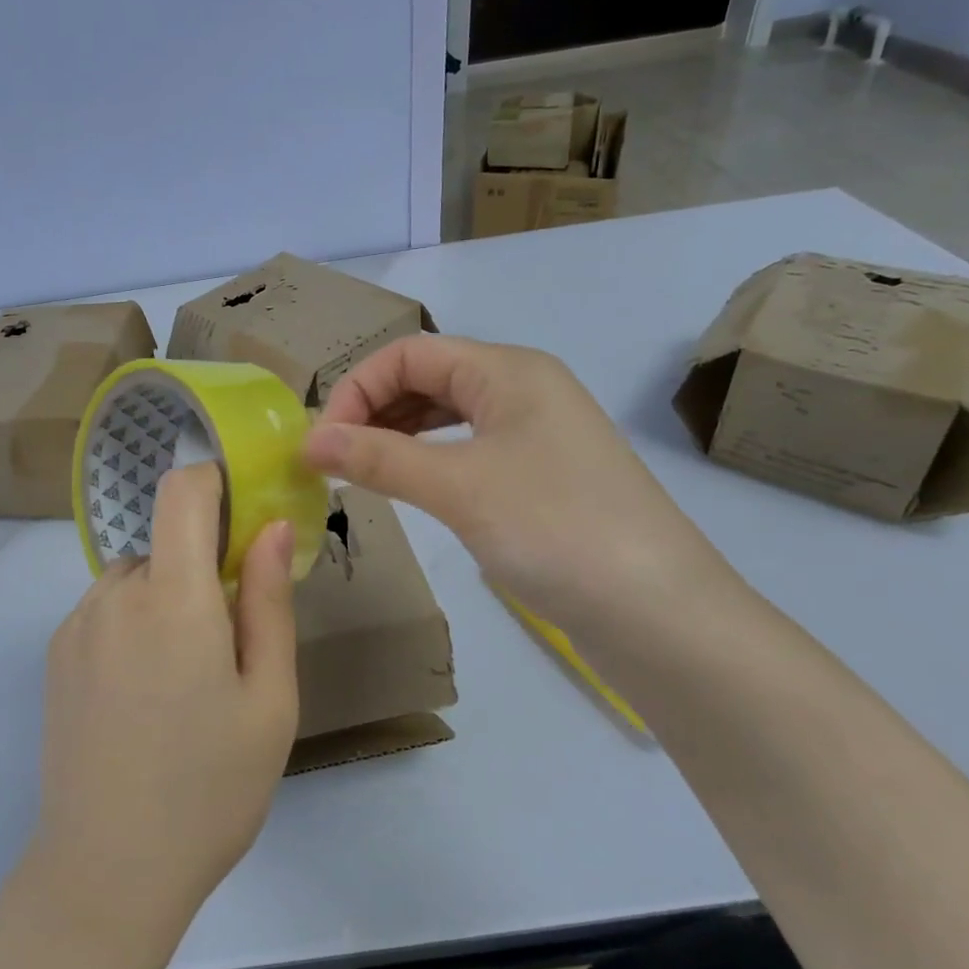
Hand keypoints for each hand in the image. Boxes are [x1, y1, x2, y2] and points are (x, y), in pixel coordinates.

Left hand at [32, 463, 298, 929]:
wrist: (107, 875)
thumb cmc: (210, 788)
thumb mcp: (269, 698)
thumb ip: (269, 602)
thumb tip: (272, 527)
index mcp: (173, 598)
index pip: (182, 491)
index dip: (214, 482)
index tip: (244, 520)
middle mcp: (114, 595)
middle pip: (165, 541)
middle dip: (202, 567)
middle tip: (229, 642)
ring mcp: (76, 625)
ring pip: (137, 577)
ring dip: (168, 598)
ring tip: (184, 681)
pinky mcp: (55, 656)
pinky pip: (106, 610)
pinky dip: (134, 625)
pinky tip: (143, 697)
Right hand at [305, 335, 739, 649]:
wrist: (660, 615)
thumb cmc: (555, 529)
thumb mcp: (458, 487)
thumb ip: (379, 458)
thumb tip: (309, 441)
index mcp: (508, 370)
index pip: (410, 353)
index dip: (357, 388)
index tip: (322, 442)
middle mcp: (523, 389)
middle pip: (428, 378)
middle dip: (374, 409)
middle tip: (334, 459)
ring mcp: (537, 434)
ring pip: (448, 415)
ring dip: (398, 435)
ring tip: (360, 471)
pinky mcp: (542, 476)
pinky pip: (469, 449)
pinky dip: (429, 460)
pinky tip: (409, 485)